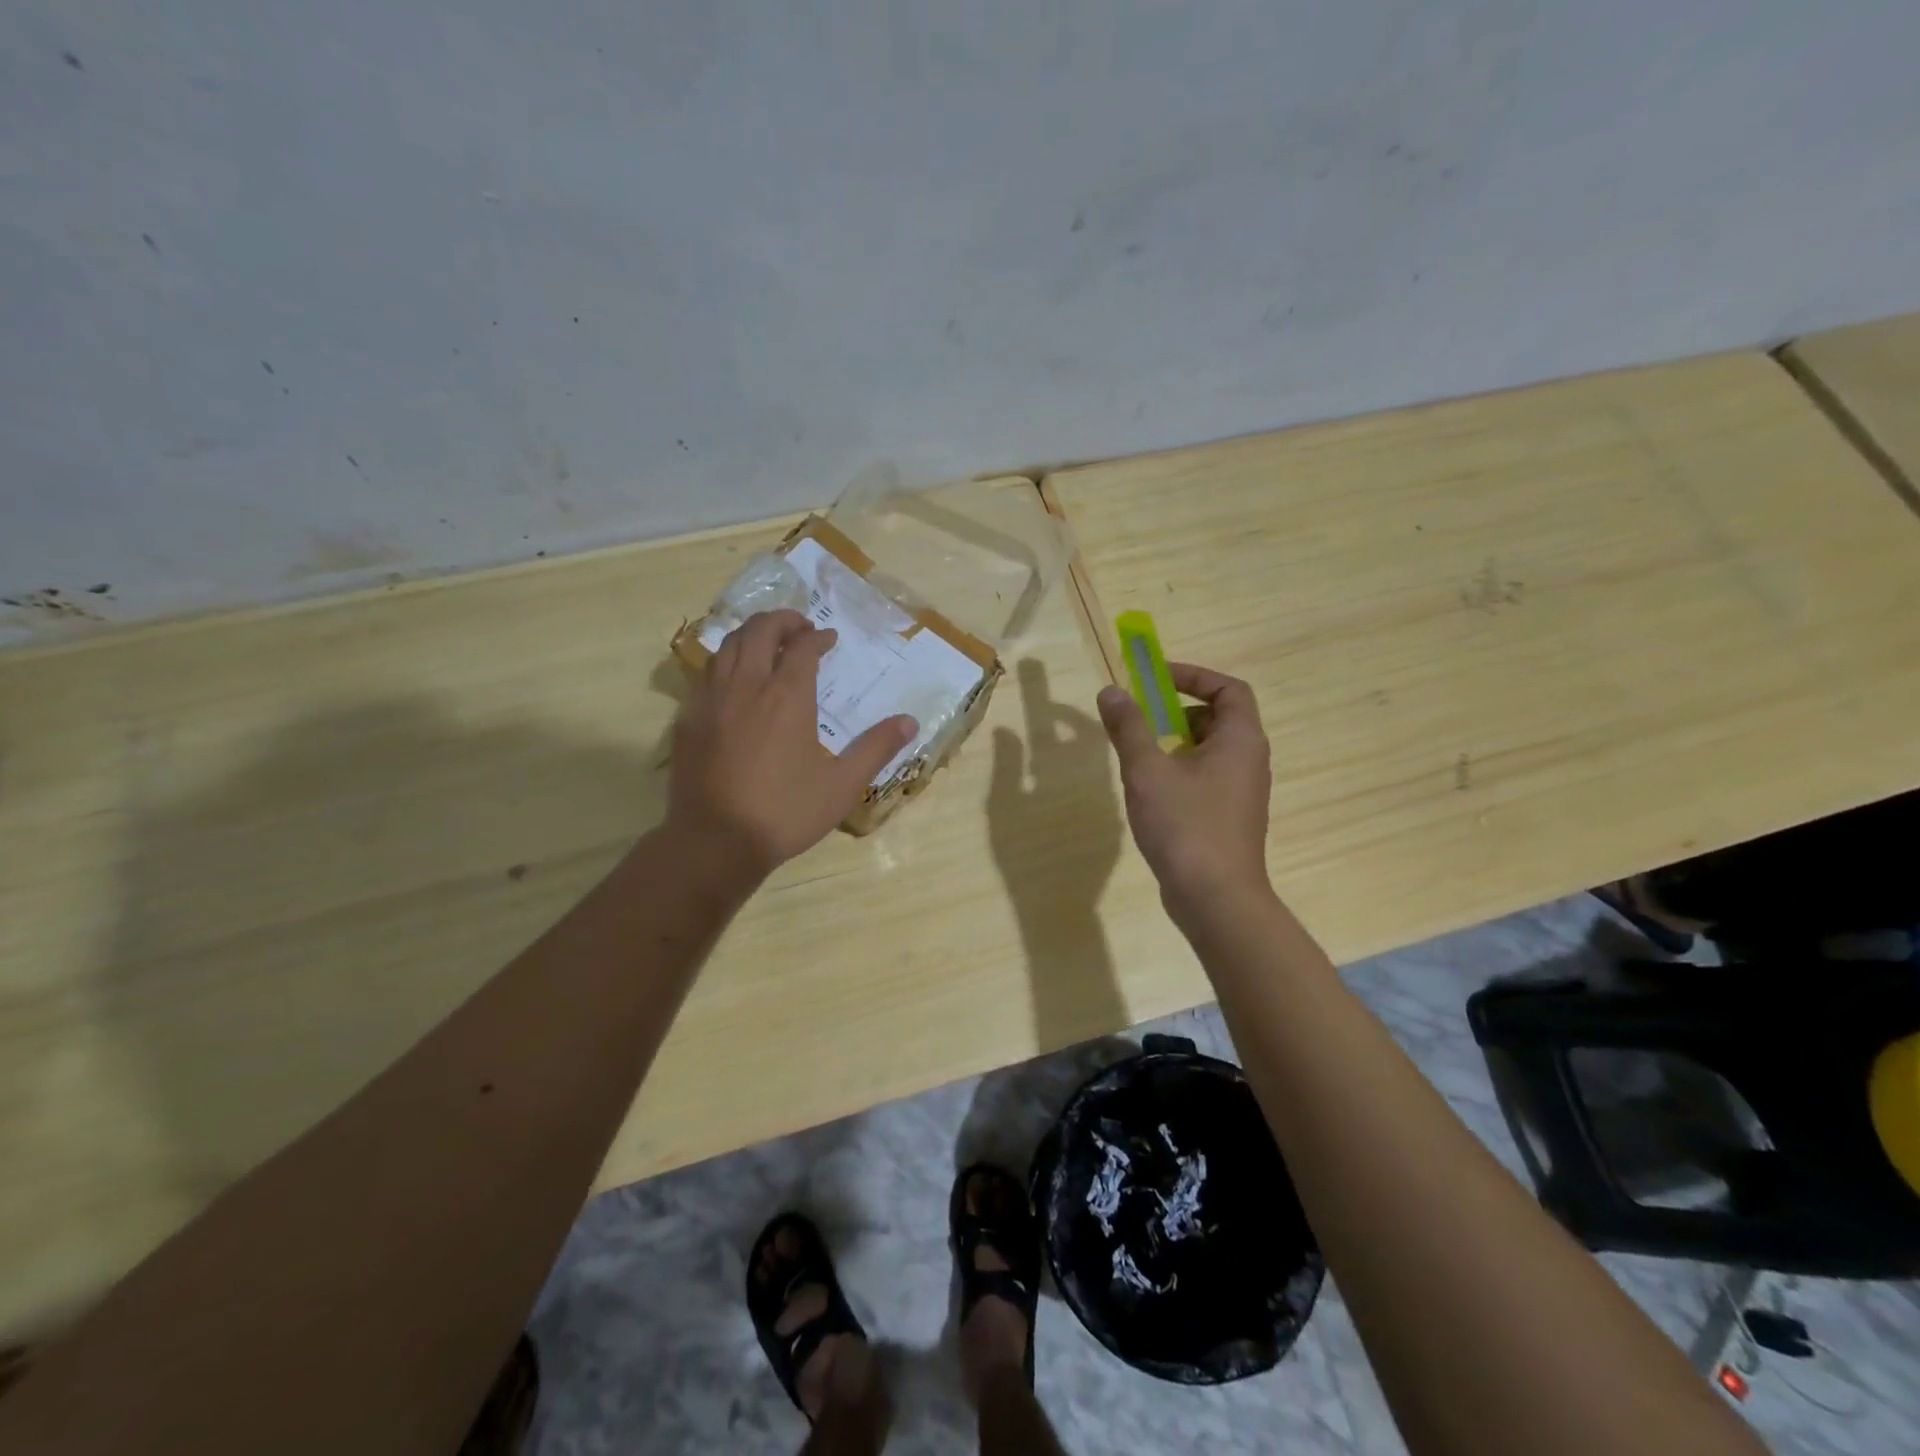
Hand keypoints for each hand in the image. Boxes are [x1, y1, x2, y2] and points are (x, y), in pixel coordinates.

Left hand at [668, 610, 915, 877]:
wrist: (715, 841)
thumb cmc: (784, 813)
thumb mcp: (842, 785)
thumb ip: (875, 748)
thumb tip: (909, 721)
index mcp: (787, 697)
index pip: (802, 647)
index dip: (817, 637)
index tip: (828, 639)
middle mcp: (747, 686)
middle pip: (759, 631)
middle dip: (781, 621)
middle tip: (798, 627)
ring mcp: (711, 700)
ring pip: (727, 646)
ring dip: (750, 635)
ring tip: (766, 643)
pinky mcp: (687, 718)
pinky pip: (705, 673)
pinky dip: (724, 661)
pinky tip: (733, 679)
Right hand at [1097, 662, 1272, 920]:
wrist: (1215, 899)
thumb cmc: (1186, 825)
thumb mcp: (1147, 770)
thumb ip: (1129, 727)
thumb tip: (1111, 691)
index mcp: (1241, 740)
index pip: (1229, 688)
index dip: (1194, 676)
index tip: (1155, 678)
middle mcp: (1249, 760)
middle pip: (1218, 717)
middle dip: (1177, 711)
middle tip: (1141, 719)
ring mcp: (1241, 792)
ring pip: (1208, 750)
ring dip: (1174, 743)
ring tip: (1138, 756)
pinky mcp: (1228, 817)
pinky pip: (1205, 777)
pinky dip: (1179, 770)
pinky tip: (1149, 792)